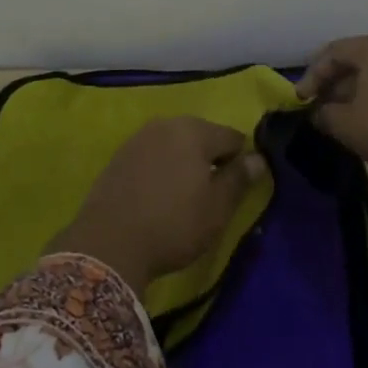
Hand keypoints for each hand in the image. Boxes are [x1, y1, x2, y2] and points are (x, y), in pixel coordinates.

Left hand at [51, 117, 267, 290]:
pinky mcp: (119, 156)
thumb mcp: (217, 208)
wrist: (108, 242)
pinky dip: (161, 169)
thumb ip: (240, 179)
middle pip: (202, 136)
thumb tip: (259, 158)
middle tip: (212, 195)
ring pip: (175, 144)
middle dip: (211, 158)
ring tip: (185, 197)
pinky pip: (152, 155)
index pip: (232, 137)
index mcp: (195, 130)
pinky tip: (158, 196)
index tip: (238, 188)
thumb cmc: (173, 224)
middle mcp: (166, 124)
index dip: (241, 161)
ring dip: (184, 163)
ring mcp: (139, 138)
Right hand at [297, 29, 367, 219]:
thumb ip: (325, 114)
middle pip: (363, 56)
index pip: (335, 52)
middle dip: (340, 80)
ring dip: (366, 86)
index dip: (313, 75)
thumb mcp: (349, 127)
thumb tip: (319, 112)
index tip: (300, 99)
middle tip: (324, 103)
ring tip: (352, 111)